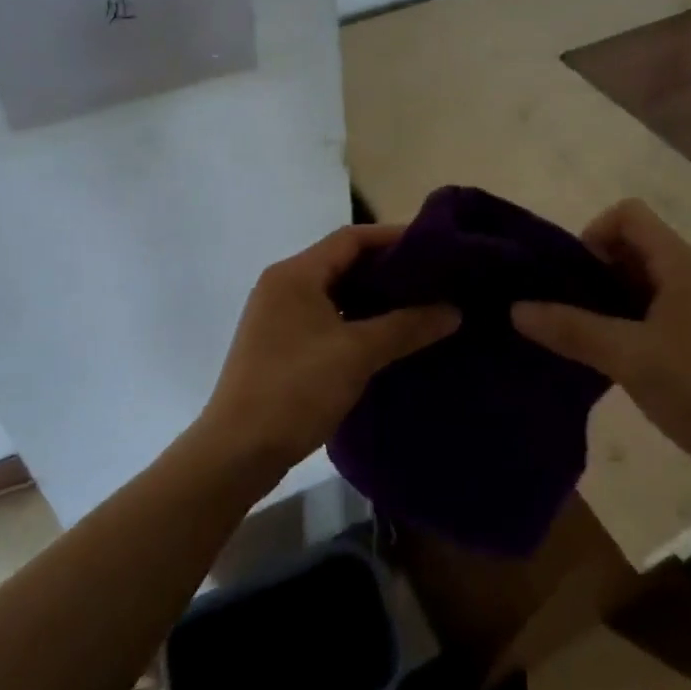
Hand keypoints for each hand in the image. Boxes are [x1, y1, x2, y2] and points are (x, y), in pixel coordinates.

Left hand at [196, 225, 458, 478]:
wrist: (236, 451)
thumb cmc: (295, 389)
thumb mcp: (357, 354)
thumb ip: (406, 326)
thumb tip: (454, 310)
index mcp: (296, 273)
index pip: (351, 238)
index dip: (393, 237)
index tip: (434, 247)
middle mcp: (283, 284)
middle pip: (342, 262)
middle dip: (387, 269)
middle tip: (432, 280)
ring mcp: (277, 315)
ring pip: (334, 291)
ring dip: (372, 297)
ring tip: (417, 306)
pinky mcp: (279, 343)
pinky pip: (325, 316)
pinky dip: (355, 319)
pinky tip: (385, 336)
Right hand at [511, 200, 690, 516]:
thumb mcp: (631, 358)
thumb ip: (572, 329)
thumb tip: (516, 308)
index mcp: (683, 265)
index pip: (628, 215)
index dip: (592, 235)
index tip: (571, 280)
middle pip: (633, 247)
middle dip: (592, 271)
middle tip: (564, 312)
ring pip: (644, 285)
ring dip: (608, 303)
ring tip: (579, 339)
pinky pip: (658, 316)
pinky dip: (629, 327)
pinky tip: (612, 363)